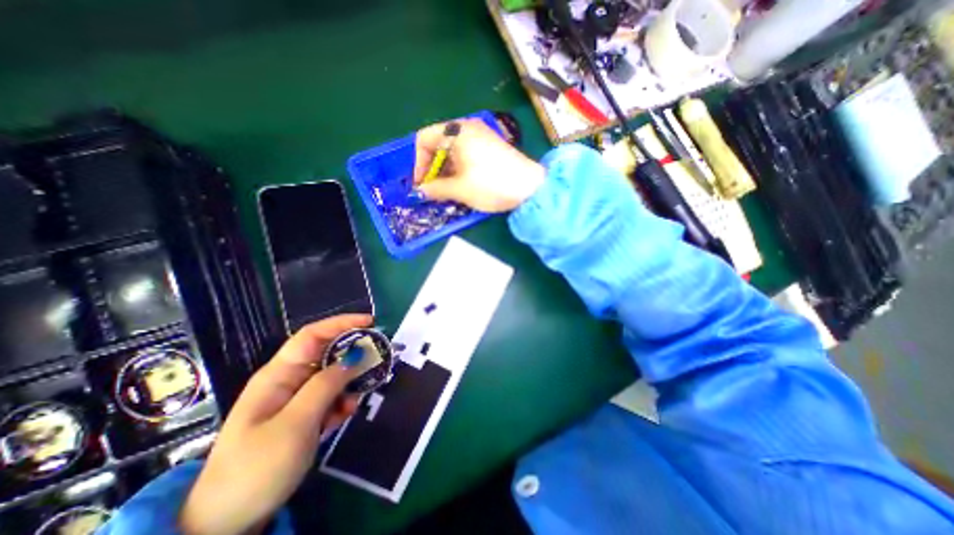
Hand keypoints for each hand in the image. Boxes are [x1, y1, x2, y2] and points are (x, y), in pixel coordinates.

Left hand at [178, 314, 372, 534]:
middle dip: (353, 355)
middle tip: (376, 361)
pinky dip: (342, 402)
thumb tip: (356, 356)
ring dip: (350, 383)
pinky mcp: (304, 415)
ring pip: (333, 376)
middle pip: (327, 353)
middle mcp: (289, 380)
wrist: (227, 524)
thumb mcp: (296, 424)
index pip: (312, 335)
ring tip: (356, 400)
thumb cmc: (257, 468)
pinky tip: (344, 416)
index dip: (341, 323)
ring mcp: (296, 398)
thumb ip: (327, 385)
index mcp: (279, 374)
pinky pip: (331, 397)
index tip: (371, 322)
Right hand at [417, 117, 546, 211]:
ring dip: (444, 171)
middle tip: (431, 189)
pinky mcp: (490, 148)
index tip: (421, 183)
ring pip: (452, 151)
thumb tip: (420, 191)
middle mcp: (467, 128)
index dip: (418, 163)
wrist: (530, 188)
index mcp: (457, 131)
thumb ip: (436, 189)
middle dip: (432, 168)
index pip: (424, 139)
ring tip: (445, 191)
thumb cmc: (491, 185)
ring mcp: (481, 137)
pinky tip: (459, 185)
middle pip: (438, 144)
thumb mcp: (460, 189)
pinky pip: (465, 155)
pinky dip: (458, 169)